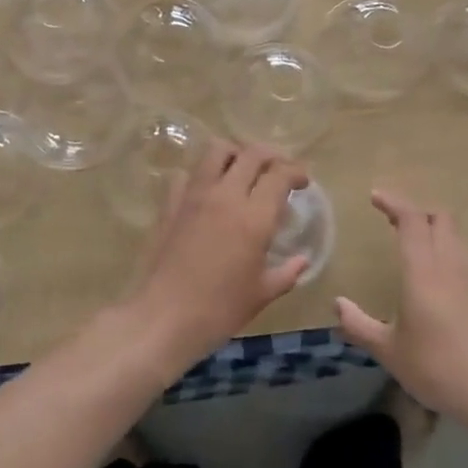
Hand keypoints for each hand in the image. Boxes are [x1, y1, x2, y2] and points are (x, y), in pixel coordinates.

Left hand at [130, 141, 310, 363]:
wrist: (165, 317)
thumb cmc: (220, 309)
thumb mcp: (262, 294)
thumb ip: (287, 272)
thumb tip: (302, 261)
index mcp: (254, 217)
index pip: (280, 174)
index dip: (296, 171)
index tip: (302, 181)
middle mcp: (225, 195)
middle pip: (252, 153)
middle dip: (271, 155)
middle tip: (278, 169)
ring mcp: (194, 195)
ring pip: (216, 150)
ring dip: (235, 153)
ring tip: (242, 170)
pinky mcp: (170, 203)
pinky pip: (186, 174)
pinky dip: (201, 175)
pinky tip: (206, 192)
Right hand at [336, 191, 467, 428]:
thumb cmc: (439, 368)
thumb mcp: (390, 352)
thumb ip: (360, 326)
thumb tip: (337, 305)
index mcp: (424, 270)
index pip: (412, 219)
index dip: (394, 202)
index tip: (375, 196)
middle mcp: (451, 266)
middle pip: (440, 218)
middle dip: (416, 210)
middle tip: (393, 219)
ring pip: (456, 235)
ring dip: (434, 228)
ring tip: (413, 240)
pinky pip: (464, 257)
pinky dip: (446, 250)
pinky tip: (434, 275)